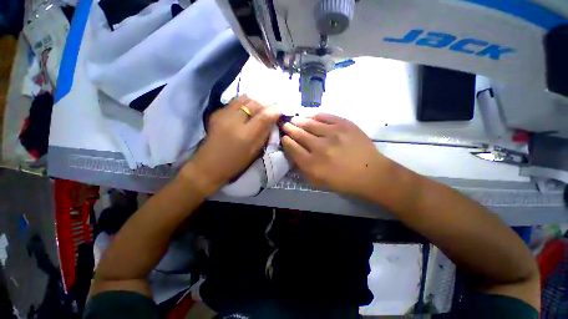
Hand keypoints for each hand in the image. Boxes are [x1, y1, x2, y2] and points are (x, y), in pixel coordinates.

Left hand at [181, 96, 279, 194]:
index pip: (264, 115)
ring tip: (259, 108)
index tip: (279, 110)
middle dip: (265, 103)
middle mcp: (233, 120)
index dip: (274, 110)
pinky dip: (243, 103)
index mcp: (245, 134)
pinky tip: (246, 110)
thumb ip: (264, 134)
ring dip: (254, 101)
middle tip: (270, 108)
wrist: (208, 166)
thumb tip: (272, 121)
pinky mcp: (216, 113)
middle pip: (254, 103)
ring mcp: (223, 115)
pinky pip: (234, 102)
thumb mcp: (254, 152)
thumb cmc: (235, 163)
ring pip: (243, 98)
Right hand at [282, 114, 388, 196]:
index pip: (293, 148)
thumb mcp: (318, 181)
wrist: (370, 173)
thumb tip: (294, 152)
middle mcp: (320, 147)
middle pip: (299, 134)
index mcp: (312, 164)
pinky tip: (310, 116)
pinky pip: (326, 116)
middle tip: (285, 125)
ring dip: (299, 121)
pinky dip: (315, 116)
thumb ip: (303, 168)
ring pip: (310, 124)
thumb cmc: (343, 181)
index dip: (286, 141)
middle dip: (290, 129)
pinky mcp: (345, 125)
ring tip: (294, 119)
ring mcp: (333, 134)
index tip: (284, 137)